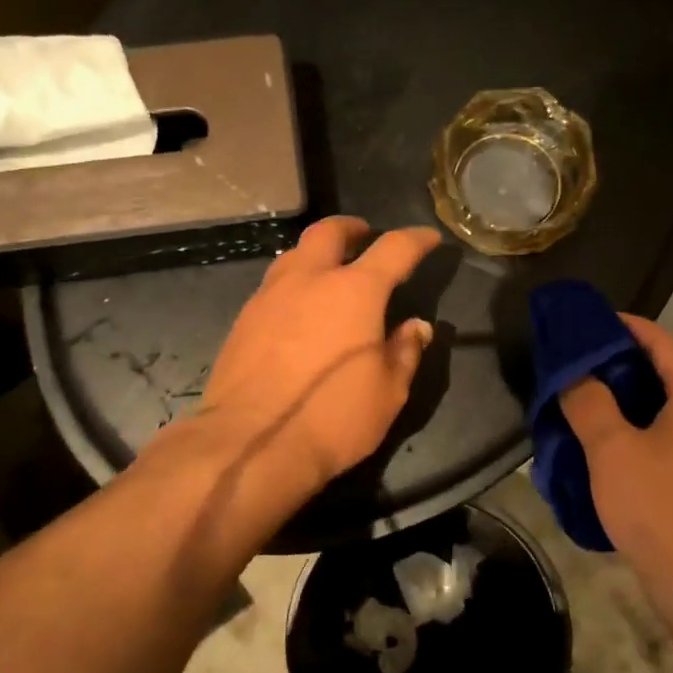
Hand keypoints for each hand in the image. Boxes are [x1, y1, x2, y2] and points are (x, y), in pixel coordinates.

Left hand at [199, 217, 440, 497]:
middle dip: (352, 229)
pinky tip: (297, 309)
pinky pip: (273, 285)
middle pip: (329, 232)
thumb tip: (417, 327)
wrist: (251, 444)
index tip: (428, 238)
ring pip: (294, 254)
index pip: (394, 249)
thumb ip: (405, 352)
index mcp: (355, 291)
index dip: (416, 239)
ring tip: (328, 271)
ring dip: (317, 253)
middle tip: (365, 237)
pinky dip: (293, 284)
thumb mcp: (388, 392)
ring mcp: (270, 296)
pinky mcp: (243, 319)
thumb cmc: (333, 418)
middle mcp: (310, 280)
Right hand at [560, 315, 672, 610]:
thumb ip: (589, 403)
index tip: (595, 322)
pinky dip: (654, 432)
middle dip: (630, 365)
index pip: (665, 344)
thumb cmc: (659, 508)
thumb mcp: (611, 450)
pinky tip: (625, 452)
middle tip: (585, 365)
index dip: (629, 328)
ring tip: (598, 406)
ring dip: (641, 402)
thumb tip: (577, 374)